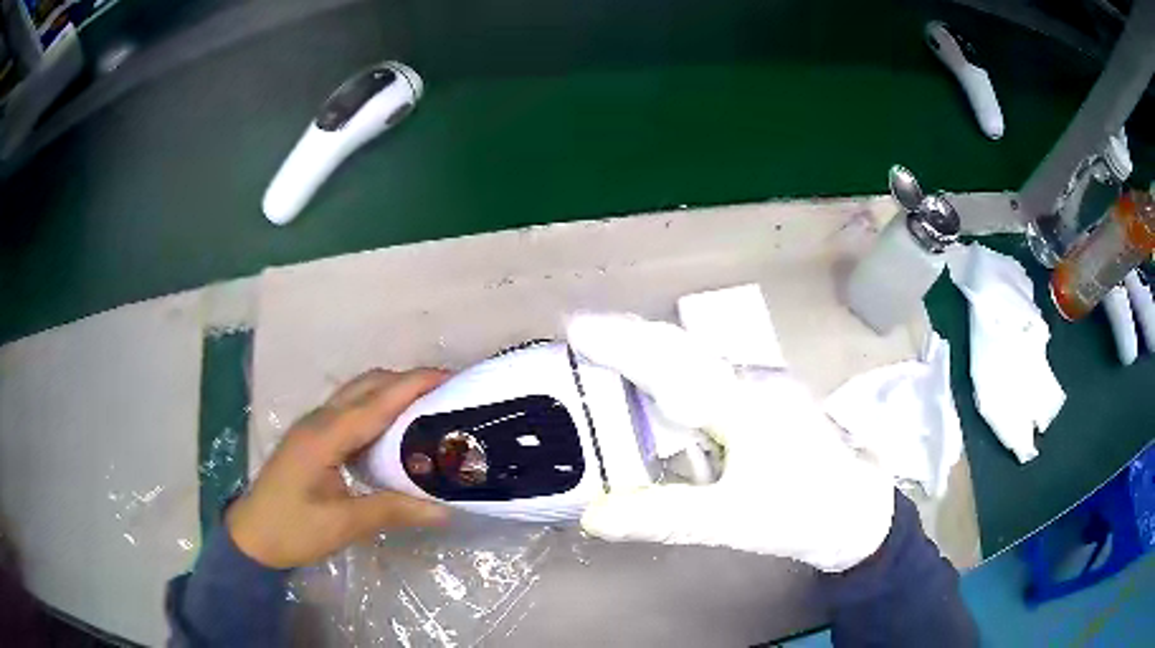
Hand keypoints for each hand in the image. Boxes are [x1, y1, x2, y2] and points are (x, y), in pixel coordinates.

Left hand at [227, 369, 450, 568]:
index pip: (376, 402)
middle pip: (366, 385)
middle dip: (406, 381)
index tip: (450, 377)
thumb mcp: (343, 525)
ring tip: (427, 406)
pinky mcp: (313, 437)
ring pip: (357, 393)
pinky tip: (394, 430)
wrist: (251, 536)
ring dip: (391, 391)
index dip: (413, 385)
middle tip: (446, 393)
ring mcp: (313, 426)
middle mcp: (318, 421)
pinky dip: (377, 408)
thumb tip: (444, 509)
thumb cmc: (293, 530)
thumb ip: (392, 510)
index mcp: (324, 437)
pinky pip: (349, 409)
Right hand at [567, 314, 894, 571]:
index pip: (670, 363)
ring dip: (651, 354)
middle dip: (629, 338)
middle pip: (680, 349)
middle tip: (579, 335)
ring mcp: (763, 387)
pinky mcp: (767, 401)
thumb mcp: (732, 522)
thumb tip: (592, 517)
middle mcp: (753, 380)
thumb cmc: (803, 513)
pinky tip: (658, 396)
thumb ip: (663, 516)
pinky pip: (710, 380)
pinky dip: (674, 379)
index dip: (620, 344)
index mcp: (745, 402)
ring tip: (606, 356)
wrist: (861, 510)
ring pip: (697, 361)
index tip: (574, 327)